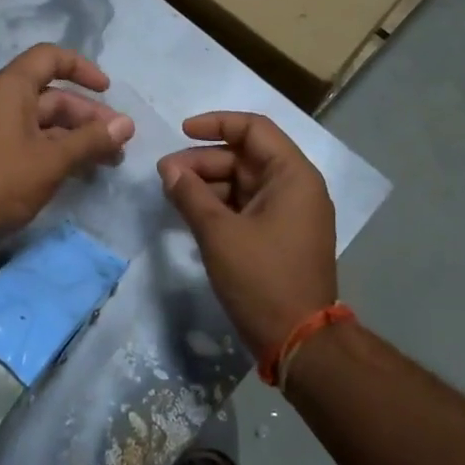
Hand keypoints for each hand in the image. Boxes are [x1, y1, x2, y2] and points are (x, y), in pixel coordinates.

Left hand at [0, 44, 134, 240]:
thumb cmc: (2, 182)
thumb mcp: (53, 160)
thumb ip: (91, 140)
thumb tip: (127, 124)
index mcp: (8, 88)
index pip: (49, 58)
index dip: (82, 68)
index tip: (108, 91)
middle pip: (50, 95)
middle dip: (87, 116)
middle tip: (118, 141)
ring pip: (41, 121)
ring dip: (75, 136)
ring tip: (108, 160)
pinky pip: (28, 139)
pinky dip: (54, 148)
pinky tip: (79, 170)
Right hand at [158, 112, 337, 359]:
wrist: (299, 341)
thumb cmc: (262, 279)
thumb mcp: (219, 233)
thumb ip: (191, 195)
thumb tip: (168, 169)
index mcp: (293, 176)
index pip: (254, 129)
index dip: (216, 124)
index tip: (181, 132)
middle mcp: (296, 187)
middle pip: (246, 156)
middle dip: (204, 161)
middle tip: (165, 175)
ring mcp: (290, 213)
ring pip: (244, 183)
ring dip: (209, 184)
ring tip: (173, 195)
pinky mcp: (281, 236)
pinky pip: (248, 207)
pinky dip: (221, 206)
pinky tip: (192, 214)